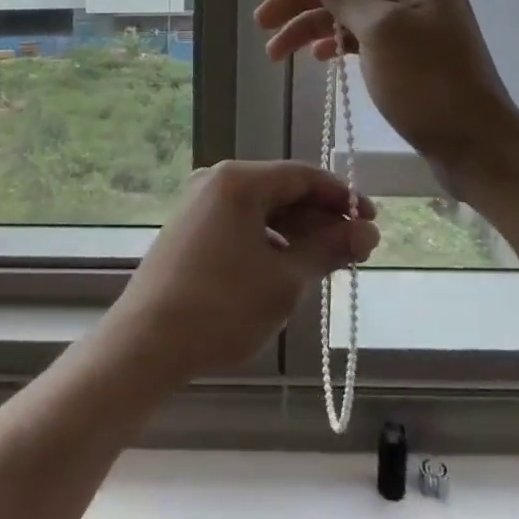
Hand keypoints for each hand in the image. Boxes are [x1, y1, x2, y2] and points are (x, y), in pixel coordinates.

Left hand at [108, 160, 378, 380]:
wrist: (146, 343)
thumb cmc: (222, 307)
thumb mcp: (285, 280)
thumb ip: (329, 249)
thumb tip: (367, 232)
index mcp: (239, 180)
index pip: (304, 176)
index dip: (342, 197)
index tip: (372, 223)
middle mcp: (216, 180)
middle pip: (282, 190)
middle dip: (321, 219)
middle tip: (356, 251)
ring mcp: (198, 203)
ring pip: (261, 209)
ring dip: (297, 232)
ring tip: (327, 264)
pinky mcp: (188, 228)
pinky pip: (241, 223)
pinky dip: (269, 240)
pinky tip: (287, 268)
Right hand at [256, 0, 518, 176]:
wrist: (476, 147)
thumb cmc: (429, 84)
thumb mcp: (381, 30)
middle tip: (262, 20)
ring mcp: (409, 22)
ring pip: (347, 9)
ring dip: (310, 25)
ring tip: (274, 53)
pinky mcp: (405, 53)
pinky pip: (360, 35)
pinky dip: (334, 43)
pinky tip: (315, 59)